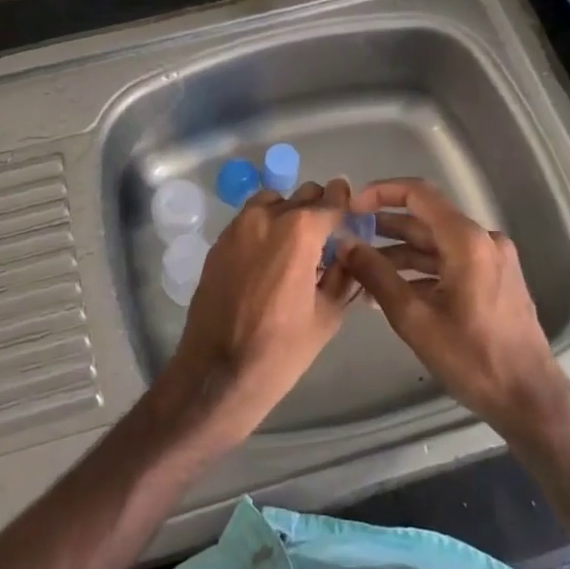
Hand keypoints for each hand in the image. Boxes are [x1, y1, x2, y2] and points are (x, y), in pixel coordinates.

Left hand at [163, 179, 356, 443]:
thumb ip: (343, 276)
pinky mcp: (219, 243)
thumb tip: (346, 255)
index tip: (352, 209)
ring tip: (295, 245)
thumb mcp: (327, 315)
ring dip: (288, 213)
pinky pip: (248, 220)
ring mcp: (237, 227)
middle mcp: (266, 217)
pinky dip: (264, 226)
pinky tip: (269, 257)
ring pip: (272, 201)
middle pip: (301, 195)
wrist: (217, 372)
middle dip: (318, 209)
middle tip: (327, 234)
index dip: (345, 202)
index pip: (331, 200)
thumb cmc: (280, 350)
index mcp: (300, 231)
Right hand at [341, 178, 569, 447]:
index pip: (418, 194)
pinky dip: (420, 271)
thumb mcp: (414, 318)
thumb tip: (344, 244)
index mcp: (467, 240)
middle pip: (425, 220)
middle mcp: (483, 240)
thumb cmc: (472, 358)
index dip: (381, 193)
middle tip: (347, 240)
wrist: (530, 401)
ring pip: (435, 244)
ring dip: (399, 254)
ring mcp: (492, 260)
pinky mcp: (494, 280)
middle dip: (384, 229)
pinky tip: (391, 291)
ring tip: (361, 271)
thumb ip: (375, 275)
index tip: (351, 208)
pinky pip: (450, 262)